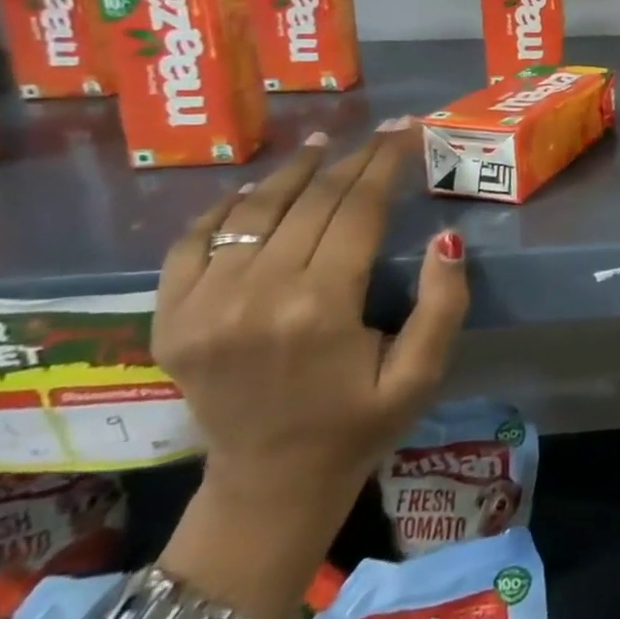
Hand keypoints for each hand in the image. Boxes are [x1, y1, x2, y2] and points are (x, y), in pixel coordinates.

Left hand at [151, 120, 468, 618]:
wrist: (268, 488)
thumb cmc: (358, 426)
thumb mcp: (421, 374)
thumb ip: (442, 305)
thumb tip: (448, 237)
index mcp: (319, 308)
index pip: (357, 209)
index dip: (386, 163)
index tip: (408, 130)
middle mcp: (255, 296)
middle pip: (310, 202)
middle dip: (352, 160)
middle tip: (380, 132)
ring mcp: (203, 307)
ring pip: (252, 212)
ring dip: (292, 171)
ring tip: (324, 143)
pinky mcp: (170, 320)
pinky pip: (190, 245)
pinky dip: (221, 210)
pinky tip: (251, 191)